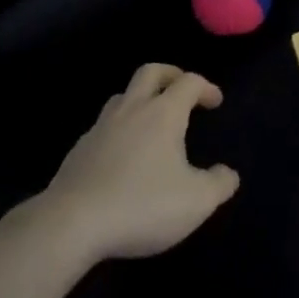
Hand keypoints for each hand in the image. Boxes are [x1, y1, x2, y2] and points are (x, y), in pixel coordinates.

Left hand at [36, 63, 240, 261]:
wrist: (70, 225)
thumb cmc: (141, 205)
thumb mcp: (195, 202)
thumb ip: (219, 185)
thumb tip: (228, 174)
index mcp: (163, 113)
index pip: (189, 82)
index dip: (206, 87)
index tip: (215, 102)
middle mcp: (132, 109)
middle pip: (151, 72)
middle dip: (170, 75)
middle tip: (182, 90)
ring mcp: (101, 128)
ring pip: (122, 96)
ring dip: (140, 99)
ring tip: (150, 121)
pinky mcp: (78, 151)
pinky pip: (102, 127)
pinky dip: (117, 130)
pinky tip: (120, 155)